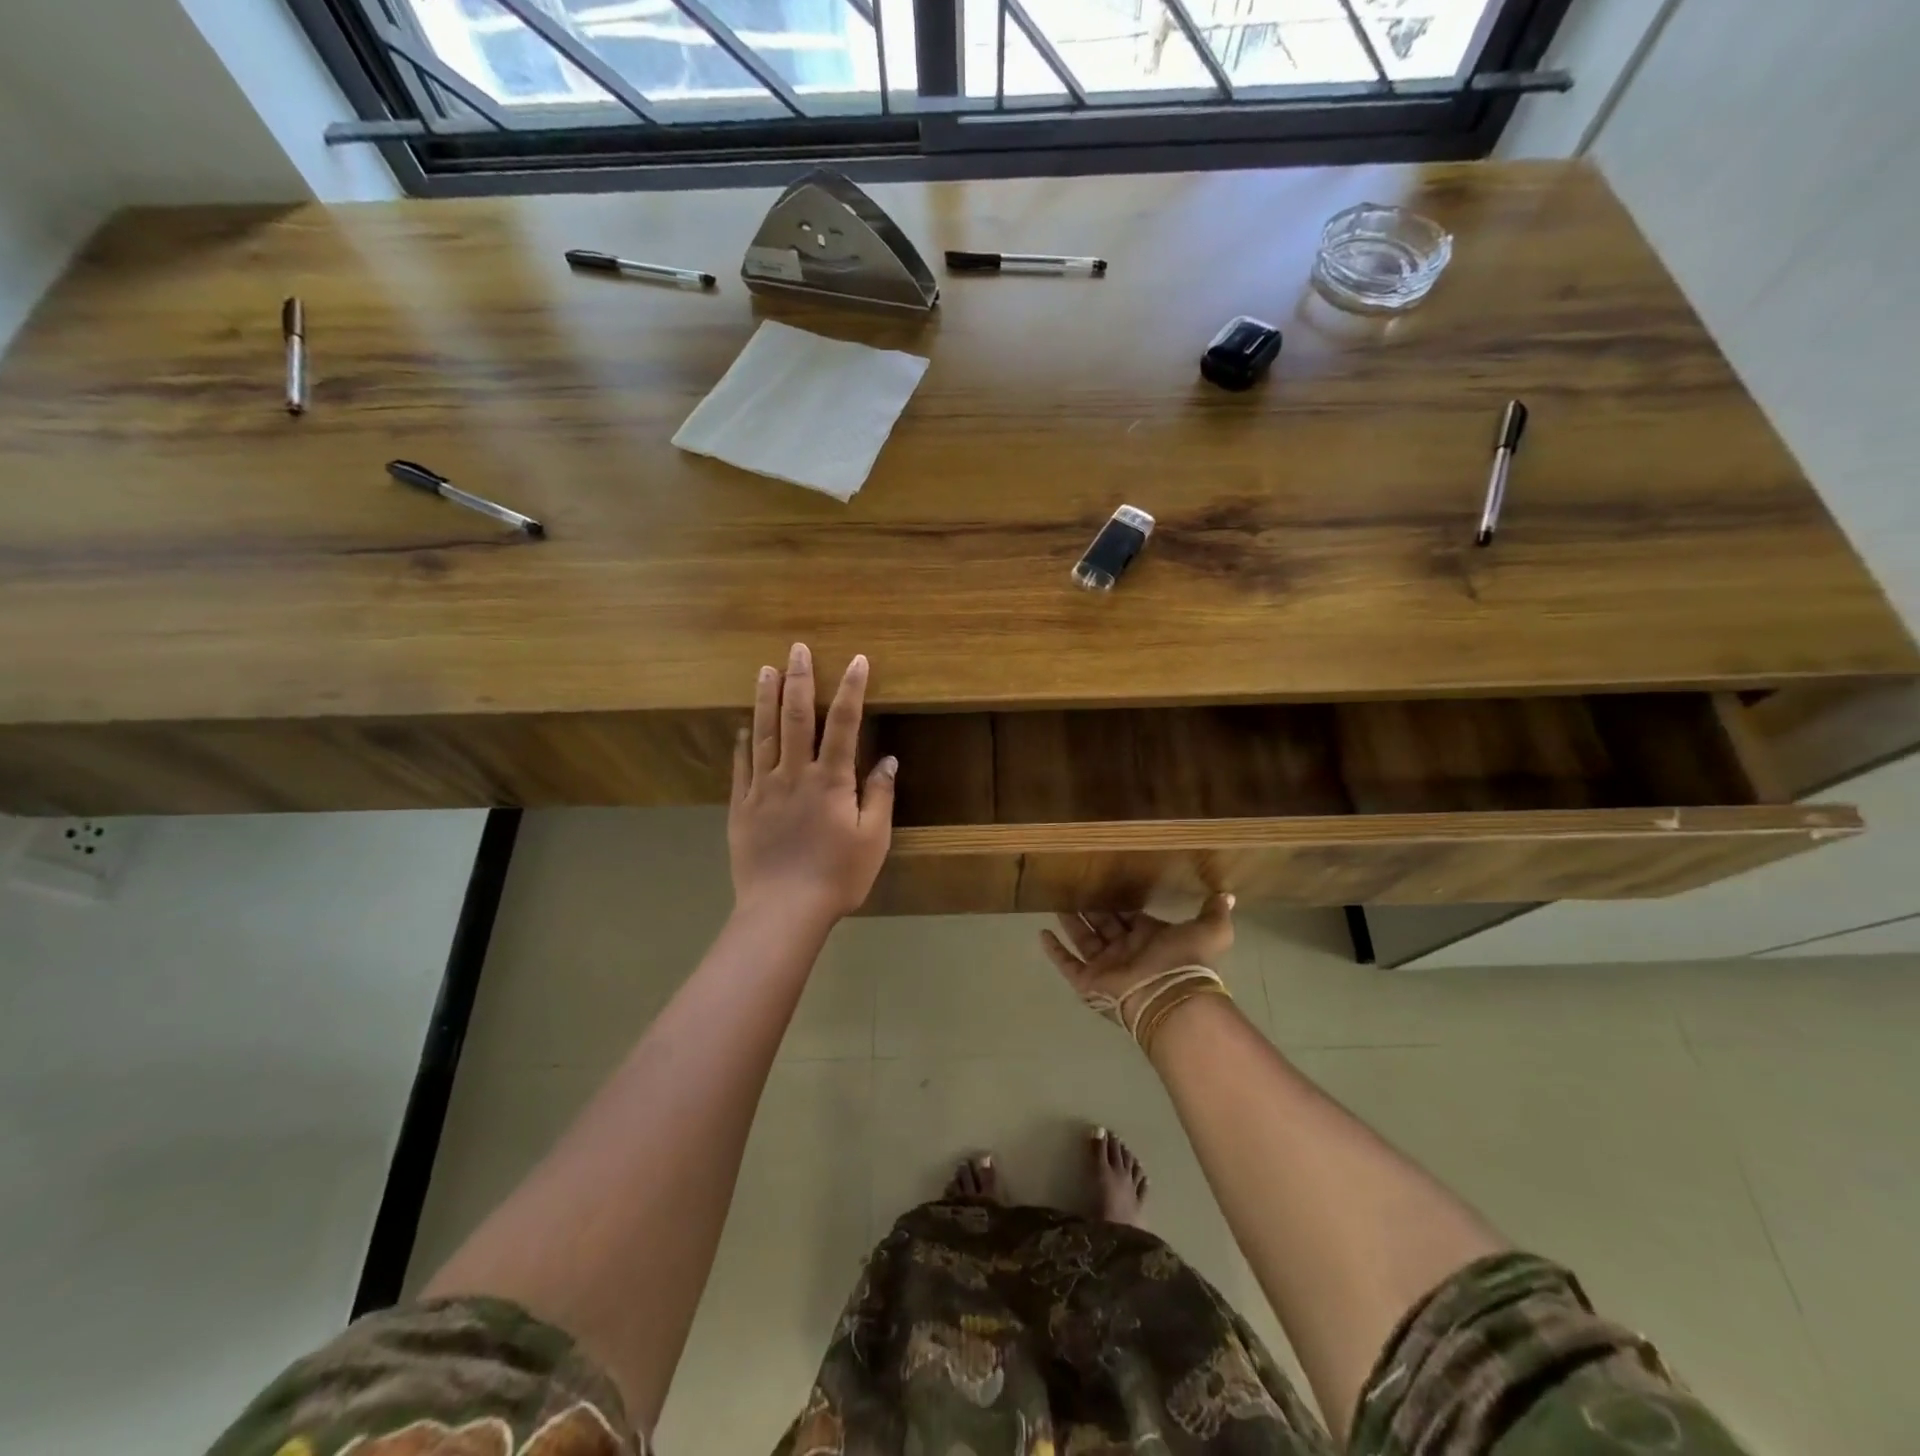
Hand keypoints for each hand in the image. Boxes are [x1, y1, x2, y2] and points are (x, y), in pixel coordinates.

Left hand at [729, 643, 896, 922]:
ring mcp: (763, 788)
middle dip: (799, 679)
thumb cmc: (837, 877)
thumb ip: (879, 796)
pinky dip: (743, 742)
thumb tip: (887, 759)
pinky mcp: (741, 806)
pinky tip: (743, 726)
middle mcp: (795, 774)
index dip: (851, 689)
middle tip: (796, 649)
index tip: (856, 660)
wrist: (783, 910)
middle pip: (797, 717)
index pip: (843, 724)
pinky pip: (741, 766)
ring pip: (764, 733)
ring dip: (766, 699)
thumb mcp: (873, 839)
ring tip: (765, 670)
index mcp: (831, 780)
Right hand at [1040, 896, 1235, 1013]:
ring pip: (1084, 940)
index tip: (1107, 883)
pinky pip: (1067, 964)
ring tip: (1056, 901)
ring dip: (1071, 922)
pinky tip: (1041, 934)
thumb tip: (1227, 895)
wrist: (1169, 995)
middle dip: (1091, 908)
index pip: (1130, 916)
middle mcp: (1125, 951)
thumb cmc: (1185, 960)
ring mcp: (1105, 967)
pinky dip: (1054, 951)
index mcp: (1149, 938)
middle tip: (1075, 886)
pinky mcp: (1088, 981)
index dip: (1120, 902)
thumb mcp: (1209, 930)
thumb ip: (1214, 912)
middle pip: (1104, 924)